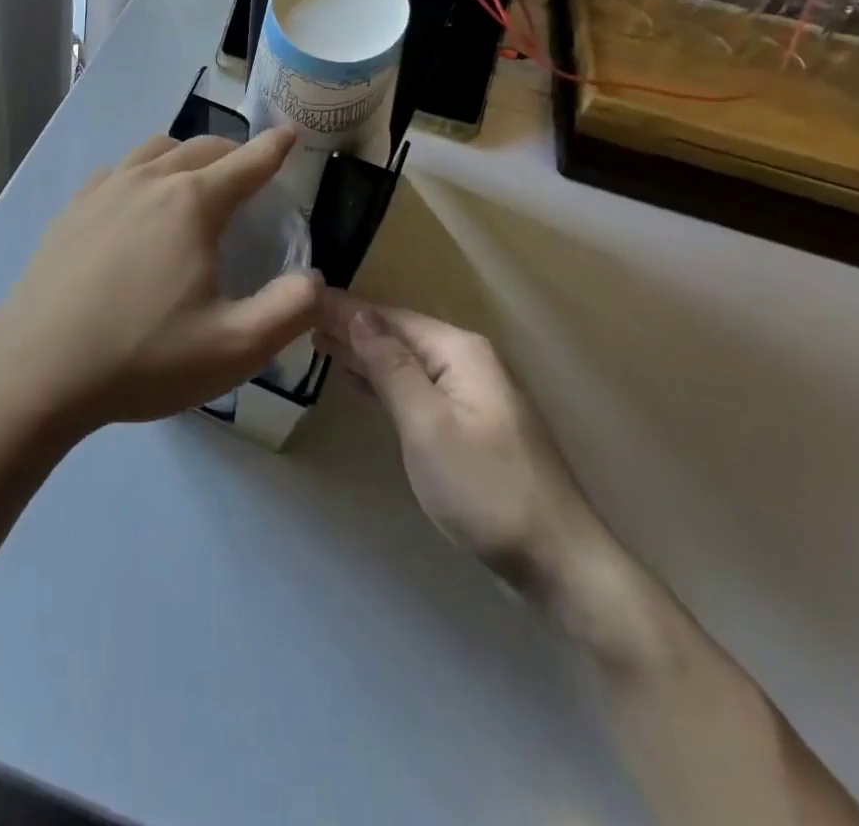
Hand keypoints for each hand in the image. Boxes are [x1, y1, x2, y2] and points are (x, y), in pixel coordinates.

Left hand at [0, 130, 322, 429]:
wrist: (36, 371)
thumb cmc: (141, 358)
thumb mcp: (234, 348)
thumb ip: (290, 311)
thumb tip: (315, 281)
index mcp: (191, 203)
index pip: (246, 162)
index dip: (274, 148)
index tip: (290, 134)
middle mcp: (148, 181)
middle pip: (201, 148)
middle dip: (233, 152)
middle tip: (249, 171)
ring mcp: (103, 191)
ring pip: (154, 151)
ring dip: (185, 155)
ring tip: (195, 180)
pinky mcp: (71, 211)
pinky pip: (118, 172)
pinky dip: (143, 173)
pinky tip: (136, 203)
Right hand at [318, 293, 597, 587]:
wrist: (558, 562)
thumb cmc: (484, 489)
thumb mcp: (426, 424)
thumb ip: (390, 366)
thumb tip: (359, 314)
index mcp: (459, 351)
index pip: (390, 317)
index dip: (345, 308)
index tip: (301, 296)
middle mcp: (468, 361)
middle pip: (399, 334)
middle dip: (352, 327)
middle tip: (299, 320)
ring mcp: (473, 394)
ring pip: (407, 361)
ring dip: (365, 353)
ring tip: (319, 344)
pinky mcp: (471, 424)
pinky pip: (418, 387)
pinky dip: (385, 381)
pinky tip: (360, 381)